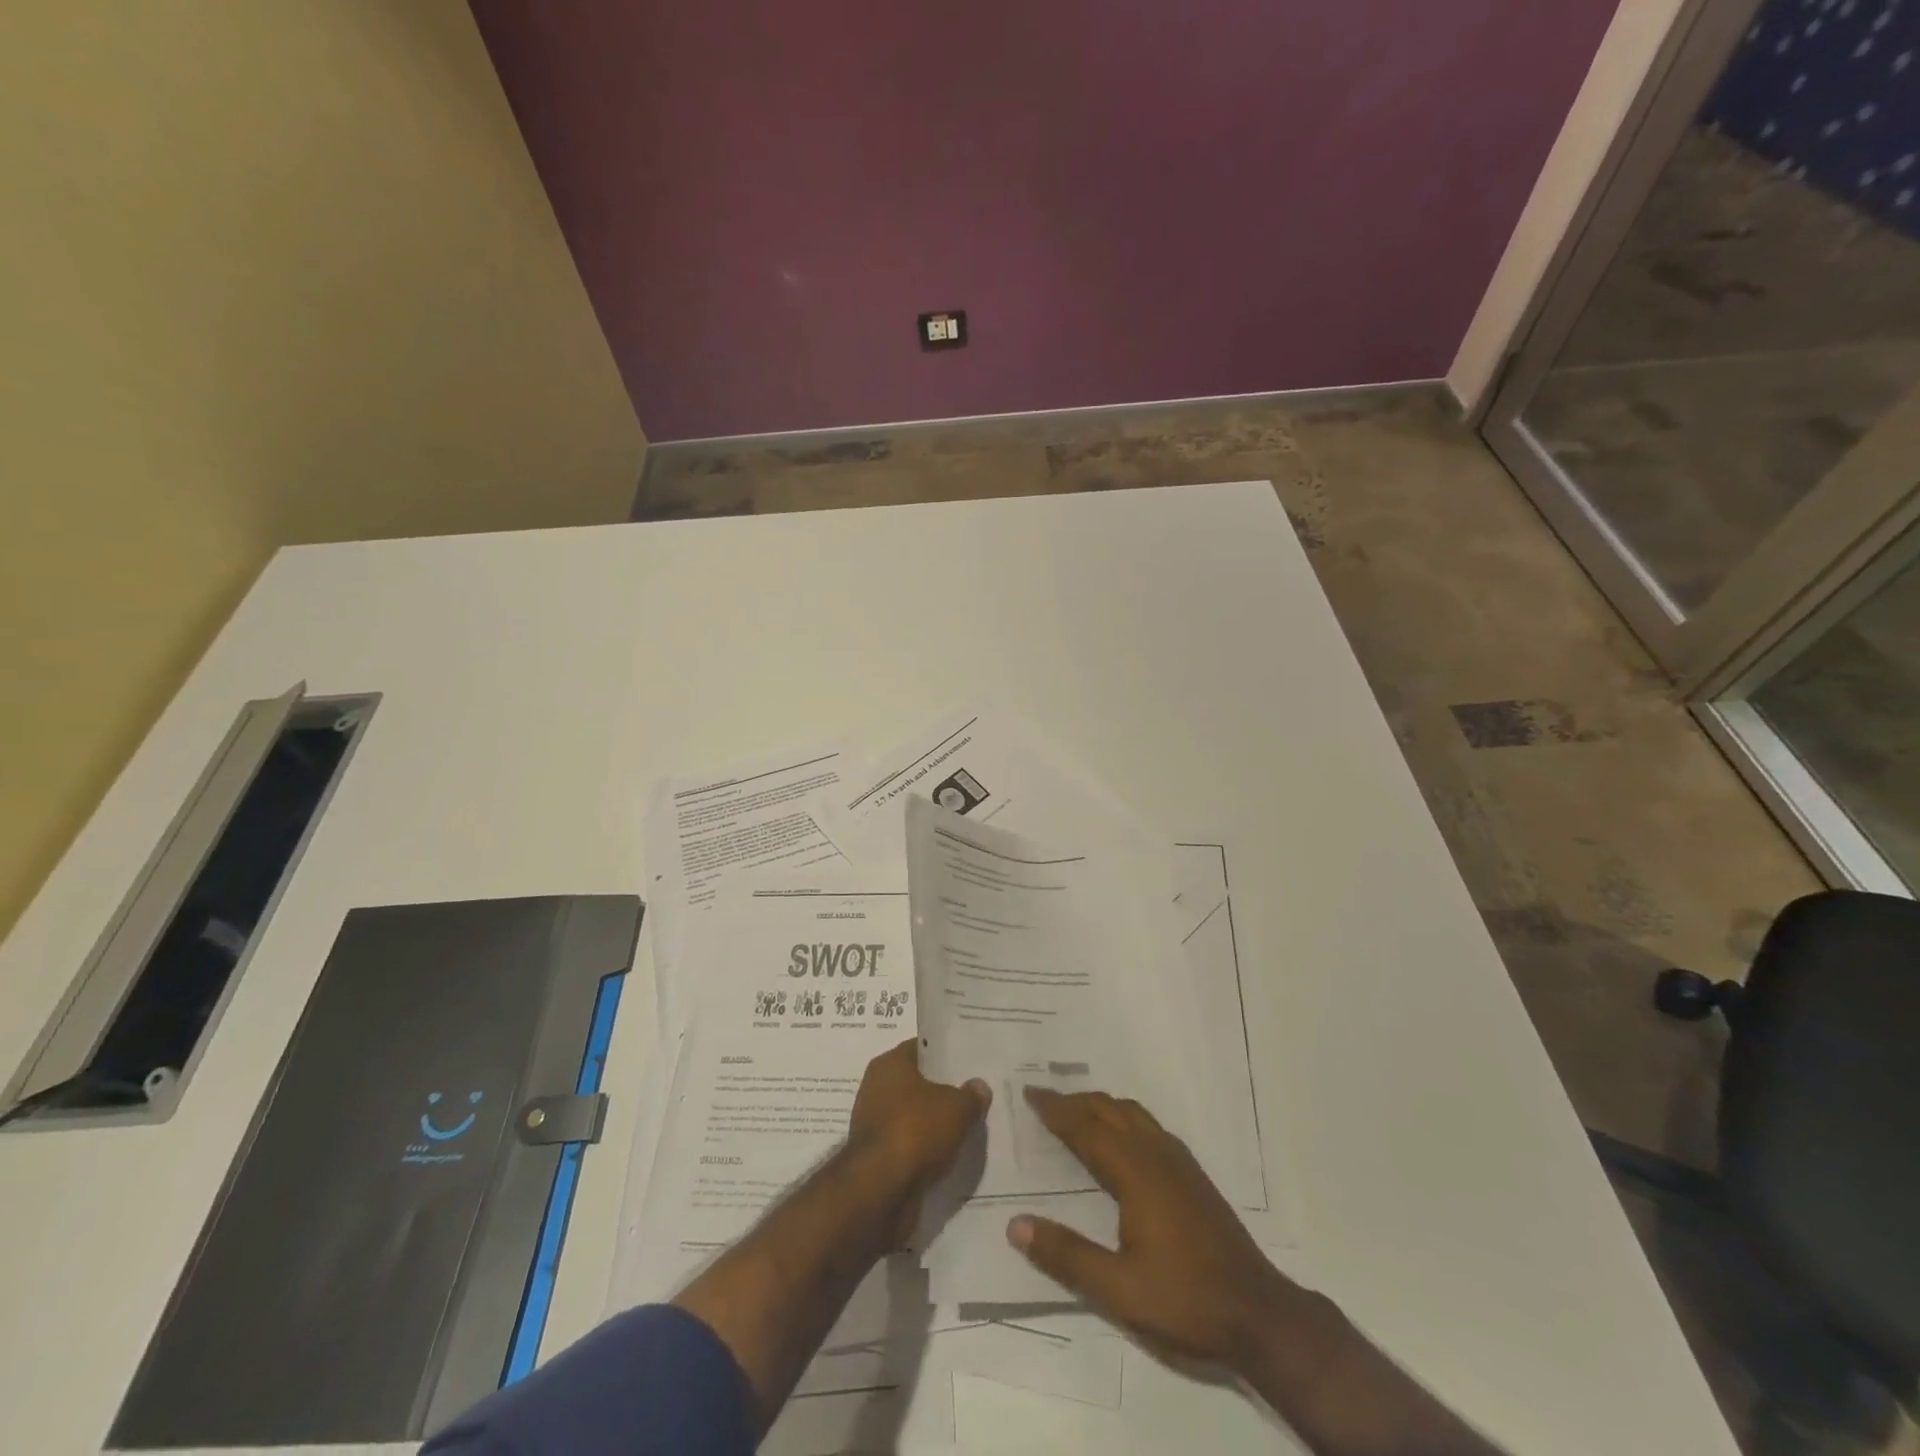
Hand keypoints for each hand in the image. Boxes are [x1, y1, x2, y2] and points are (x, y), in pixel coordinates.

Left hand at [846, 1039, 989, 1238]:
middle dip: (942, 1090)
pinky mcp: (877, 1156)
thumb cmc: (916, 1130)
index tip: (969, 1061)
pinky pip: (908, 1144)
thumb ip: (971, 1095)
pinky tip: (949, 1154)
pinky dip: (924, 1149)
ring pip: (913, 1115)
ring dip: (933, 1123)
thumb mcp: (957, 1108)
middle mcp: (876, 1087)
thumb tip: (979, 1087)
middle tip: (973, 1094)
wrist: (880, 1190)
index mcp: (890, 1064)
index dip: (945, 1054)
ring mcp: (874, 1123)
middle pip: (917, 1083)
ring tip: (966, 1126)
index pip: (922, 1048)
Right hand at [1007, 1088, 1299, 1371]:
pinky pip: (1149, 1126)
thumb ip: (1066, 1256)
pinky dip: (1123, 1117)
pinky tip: (1122, 1138)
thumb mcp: (1118, 1290)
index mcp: (1135, 1173)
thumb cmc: (1185, 1302)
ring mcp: (1179, 1161)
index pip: (1085, 1128)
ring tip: (1077, 1111)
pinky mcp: (1193, 1174)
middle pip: (1109, 1110)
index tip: (1029, 1092)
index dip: (1055, 1109)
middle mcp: (1156, 1154)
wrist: (1260, 1315)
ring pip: (1133, 1113)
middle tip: (1044, 1098)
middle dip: (1074, 1100)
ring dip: (1100, 1105)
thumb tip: (1016, 1225)